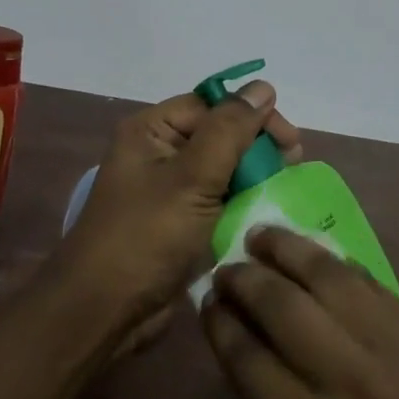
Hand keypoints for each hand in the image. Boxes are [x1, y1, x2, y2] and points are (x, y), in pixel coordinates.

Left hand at [59, 83, 302, 324]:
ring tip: (285, 188)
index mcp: (151, 131)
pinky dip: (243, 204)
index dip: (252, 115)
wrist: (105, 312)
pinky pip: (218, 202)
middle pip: (219, 135)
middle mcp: (159, 154)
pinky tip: (268, 212)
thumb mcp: (191, 177)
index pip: (212, 105)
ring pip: (223, 170)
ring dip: (254, 176)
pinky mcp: (180, 224)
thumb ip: (230, 130)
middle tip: (293, 164)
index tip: (290, 140)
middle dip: (257, 147)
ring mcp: (169, 191)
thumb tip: (263, 86)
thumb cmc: (146, 236)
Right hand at [203, 229, 398, 398]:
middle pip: (279, 304)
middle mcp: (348, 379)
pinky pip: (367, 281)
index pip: (246, 356)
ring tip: (260, 235)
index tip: (206, 302)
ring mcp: (393, 346)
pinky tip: (315, 257)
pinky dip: (333, 263)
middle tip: (224, 268)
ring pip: (324, 275)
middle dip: (242, 279)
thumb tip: (243, 347)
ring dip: (285, 248)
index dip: (219, 322)